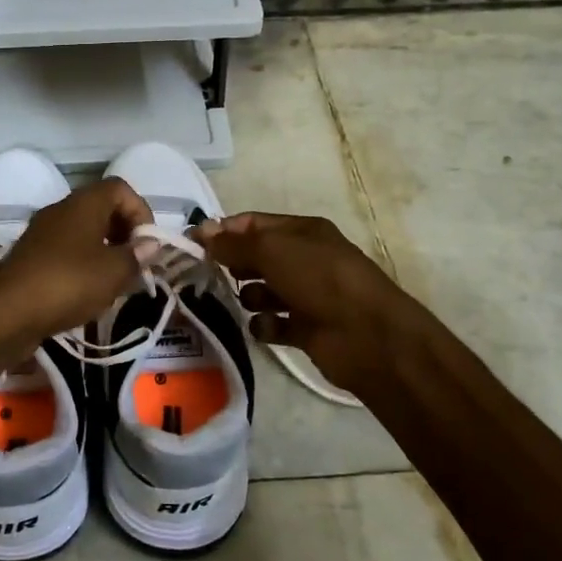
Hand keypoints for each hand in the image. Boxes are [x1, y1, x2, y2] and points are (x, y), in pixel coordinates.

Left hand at [0, 178, 152, 349]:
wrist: (6, 312)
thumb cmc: (67, 283)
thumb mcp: (113, 272)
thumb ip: (136, 256)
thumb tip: (150, 244)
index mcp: (84, 203)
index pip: (120, 189)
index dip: (141, 211)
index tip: (147, 244)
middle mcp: (61, 210)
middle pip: (102, 208)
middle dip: (124, 233)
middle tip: (135, 263)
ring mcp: (43, 233)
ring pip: (84, 232)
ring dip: (105, 252)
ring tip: (116, 282)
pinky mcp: (32, 257)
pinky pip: (67, 251)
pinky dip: (83, 265)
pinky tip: (88, 293)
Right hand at [197, 212, 426, 400]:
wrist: (369, 336)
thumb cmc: (320, 279)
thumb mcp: (272, 250)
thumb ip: (233, 243)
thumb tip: (200, 232)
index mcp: (302, 232)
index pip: (253, 224)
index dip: (223, 231)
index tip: (192, 244)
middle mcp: (305, 259)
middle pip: (257, 257)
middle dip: (234, 265)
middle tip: (208, 275)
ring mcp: (307, 295)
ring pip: (262, 292)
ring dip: (250, 297)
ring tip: (250, 303)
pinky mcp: (306, 329)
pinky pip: (273, 324)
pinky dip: (266, 326)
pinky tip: (266, 327)